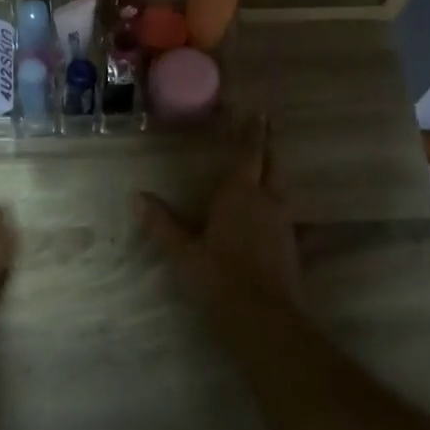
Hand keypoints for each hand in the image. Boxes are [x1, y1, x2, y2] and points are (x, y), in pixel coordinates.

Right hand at [140, 118, 299, 307]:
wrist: (263, 317)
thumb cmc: (218, 278)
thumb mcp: (183, 253)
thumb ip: (162, 224)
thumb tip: (138, 197)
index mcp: (240, 194)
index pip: (250, 154)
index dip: (253, 132)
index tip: (257, 112)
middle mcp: (267, 200)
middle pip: (272, 165)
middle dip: (268, 146)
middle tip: (266, 129)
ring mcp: (283, 222)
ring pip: (282, 187)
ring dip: (275, 173)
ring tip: (266, 166)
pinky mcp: (291, 244)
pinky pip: (286, 213)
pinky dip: (279, 204)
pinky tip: (275, 213)